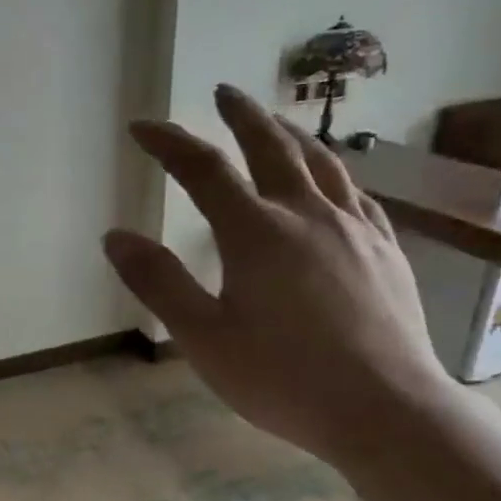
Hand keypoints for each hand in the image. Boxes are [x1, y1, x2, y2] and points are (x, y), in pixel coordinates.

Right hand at [103, 85, 452, 466]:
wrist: (383, 408)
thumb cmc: (281, 378)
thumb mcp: (203, 338)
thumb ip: (159, 283)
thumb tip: (115, 237)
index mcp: (255, 234)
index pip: (203, 171)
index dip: (169, 144)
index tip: (142, 127)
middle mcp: (306, 215)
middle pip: (272, 147)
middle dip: (242, 115)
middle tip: (223, 92)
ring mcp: (354, 229)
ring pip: (322, 162)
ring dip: (291, 135)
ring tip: (275, 123)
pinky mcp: (385, 250)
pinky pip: (357, 194)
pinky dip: (333, 174)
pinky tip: (332, 183)